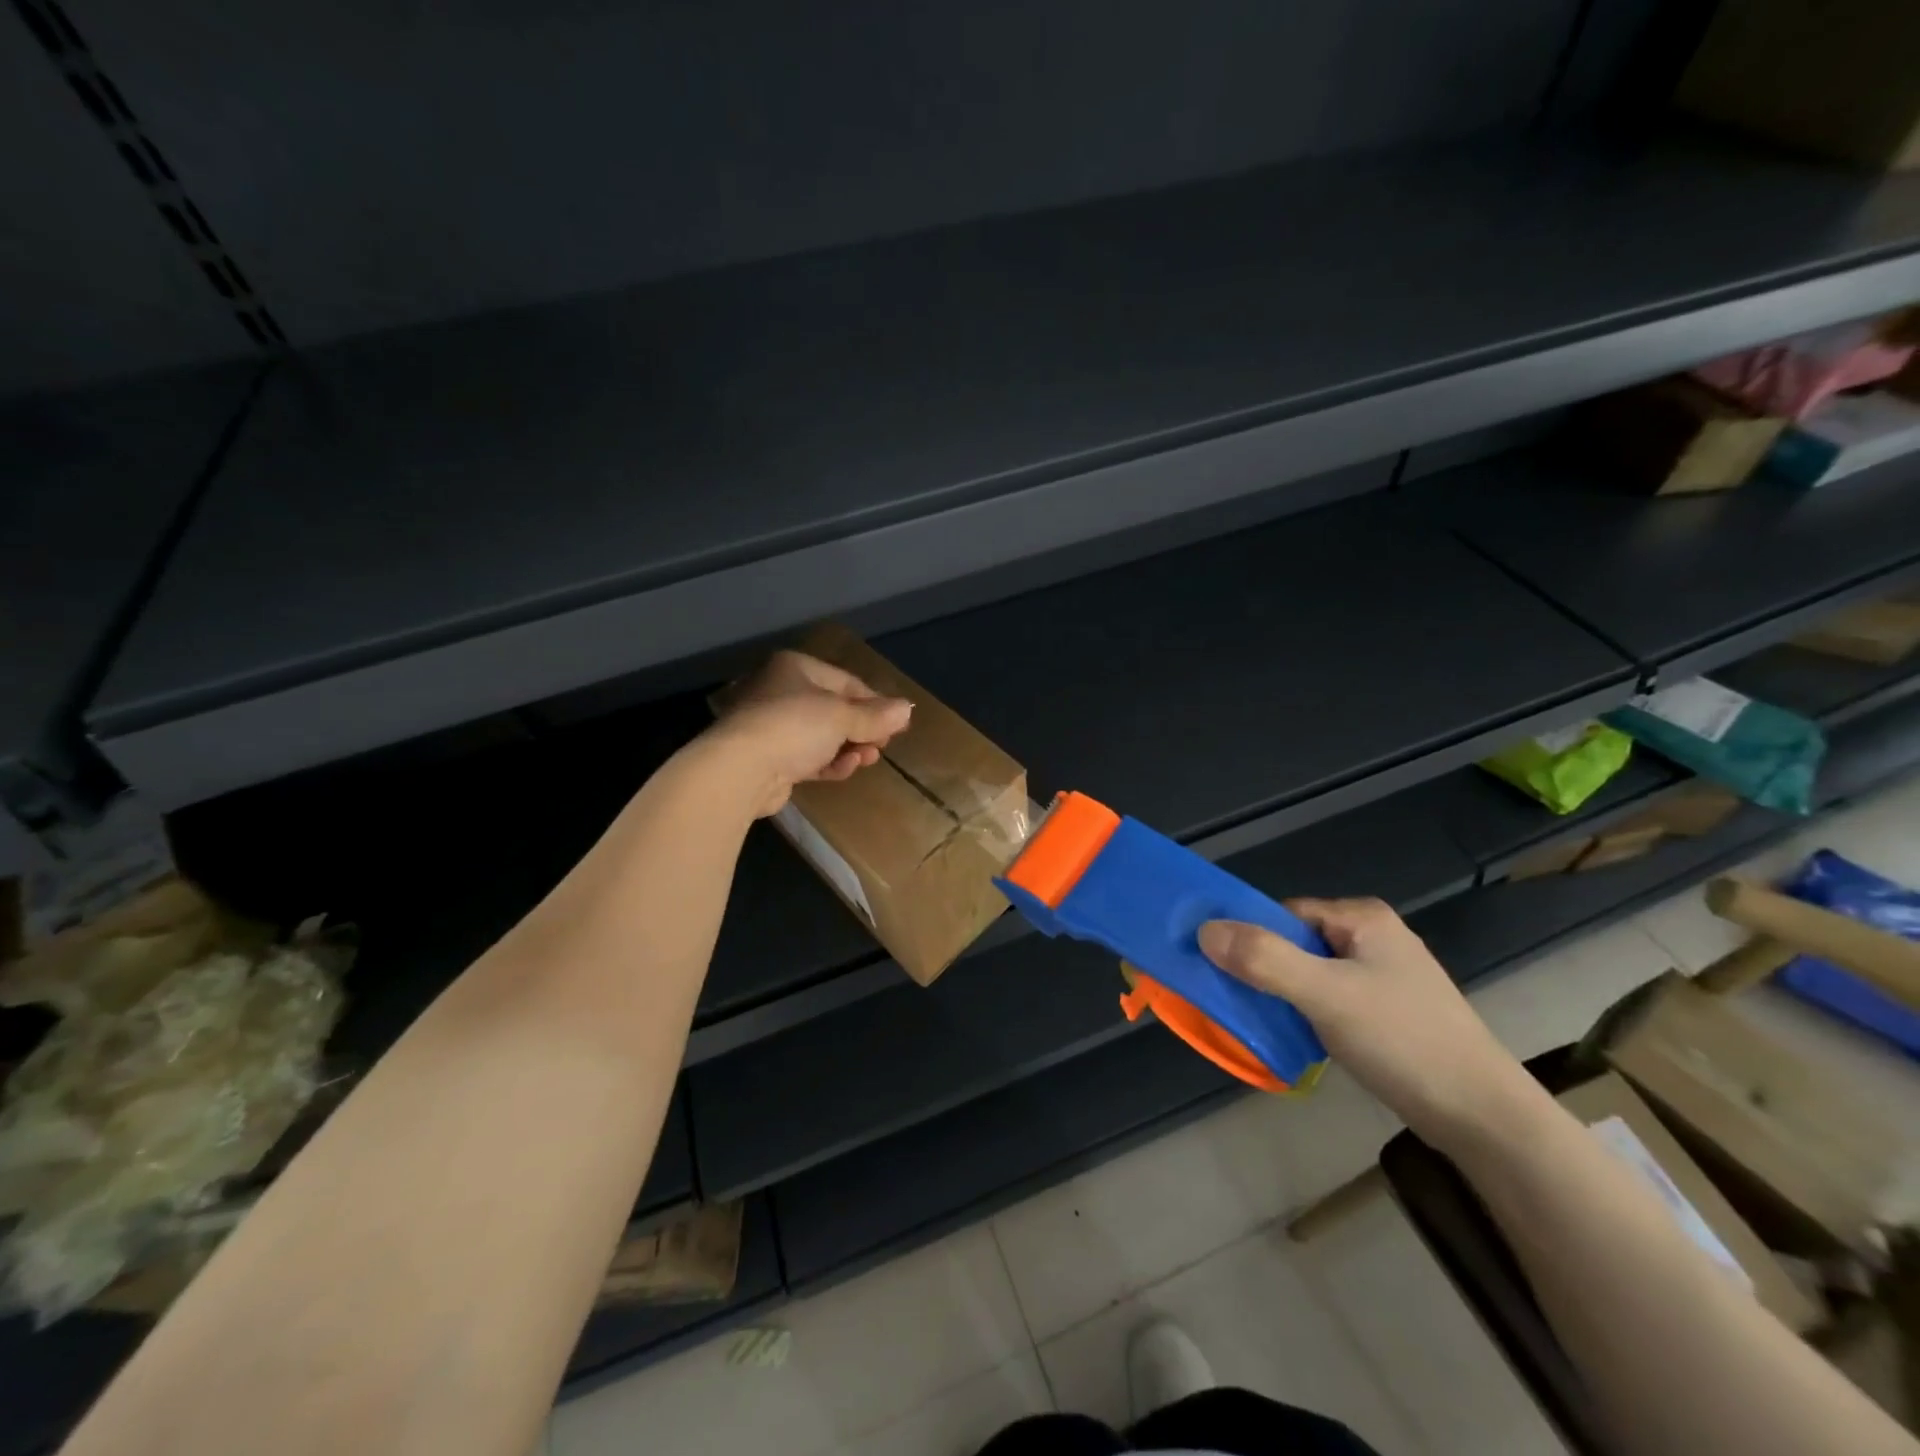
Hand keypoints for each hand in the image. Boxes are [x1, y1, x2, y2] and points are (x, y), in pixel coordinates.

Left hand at [707, 650, 913, 816]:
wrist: (740, 770)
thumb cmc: (794, 726)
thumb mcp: (843, 717)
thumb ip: (876, 716)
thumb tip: (907, 709)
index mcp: (795, 668)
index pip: (846, 681)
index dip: (875, 702)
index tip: (897, 724)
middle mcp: (781, 691)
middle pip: (834, 709)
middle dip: (862, 729)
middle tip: (883, 745)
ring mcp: (772, 726)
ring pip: (822, 736)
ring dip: (849, 748)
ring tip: (868, 759)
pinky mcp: (769, 759)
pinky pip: (807, 757)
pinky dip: (828, 762)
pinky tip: (844, 768)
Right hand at [1199, 899, 1540, 1151]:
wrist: (1483, 1117)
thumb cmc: (1403, 1040)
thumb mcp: (1326, 994)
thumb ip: (1264, 959)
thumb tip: (1204, 930)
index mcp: (1363, 918)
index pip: (1285, 914)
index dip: (1252, 938)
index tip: (1225, 970)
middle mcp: (1373, 938)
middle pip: (1296, 943)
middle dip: (1266, 969)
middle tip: (1241, 1001)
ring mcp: (1384, 976)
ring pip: (1311, 973)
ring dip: (1284, 994)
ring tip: (1265, 1022)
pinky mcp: (1388, 1013)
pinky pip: (1329, 999)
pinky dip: (1307, 1014)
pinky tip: (1299, 1039)